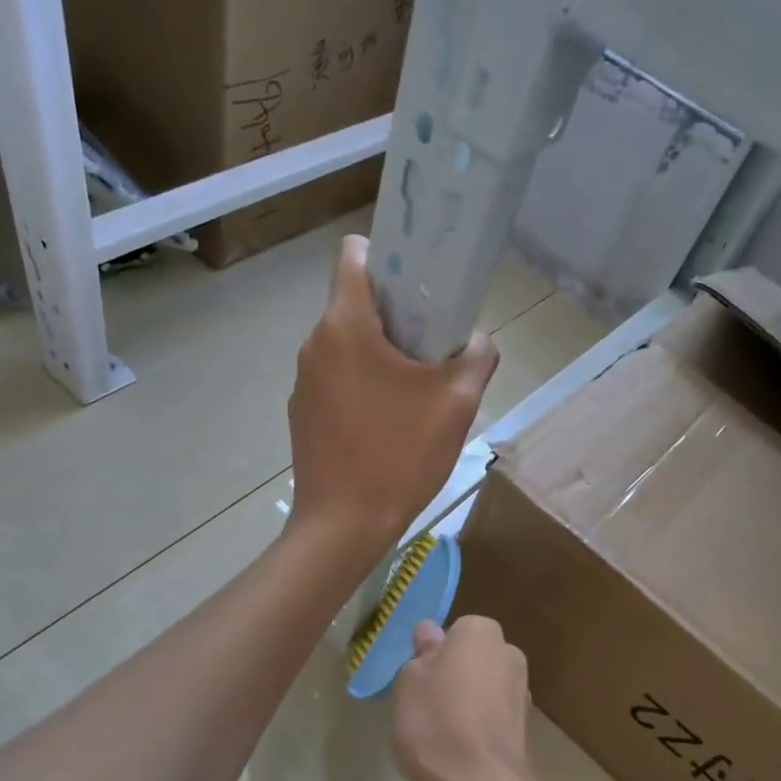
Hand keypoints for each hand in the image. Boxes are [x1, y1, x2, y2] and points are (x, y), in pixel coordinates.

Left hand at [289, 234, 497, 547]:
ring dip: (380, 352)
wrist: (344, 525)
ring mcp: (303, 381)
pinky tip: (388, 421)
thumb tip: (478, 340)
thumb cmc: (400, 455)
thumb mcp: (457, 403)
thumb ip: (477, 357)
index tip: (421, 282)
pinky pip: (336, 378)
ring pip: (346, 343)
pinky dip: (362, 384)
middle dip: (395, 313)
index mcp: (346, 325)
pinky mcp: (302, 413)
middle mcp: (315, 343)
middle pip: (355, 302)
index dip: (389, 255)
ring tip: (415, 388)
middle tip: (434, 344)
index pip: (353, 254)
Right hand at [391, 617, 533, 780]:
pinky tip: (463, 751)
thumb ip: (422, 654)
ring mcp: (523, 690)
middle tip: (427, 706)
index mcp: (480, 631)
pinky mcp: (529, 727)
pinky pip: (496, 716)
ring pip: (486, 687)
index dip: (435, 655)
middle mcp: (509, 652)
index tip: (418, 680)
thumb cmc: (435, 722)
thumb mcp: (409, 681)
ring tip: (443, 735)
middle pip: (474, 658)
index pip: (455, 631)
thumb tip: (431, 632)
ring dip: (470, 702)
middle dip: (456, 675)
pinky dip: (482, 726)